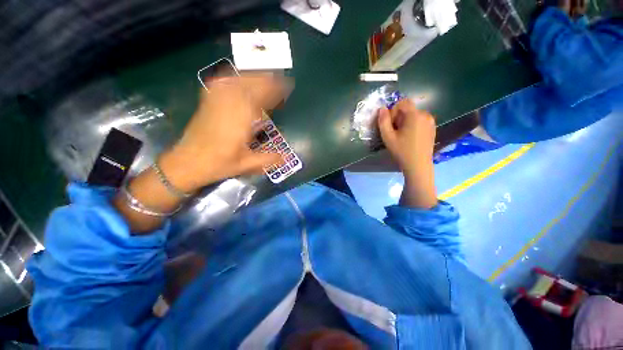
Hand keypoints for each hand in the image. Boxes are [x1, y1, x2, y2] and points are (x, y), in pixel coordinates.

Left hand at [115, 74, 290, 233]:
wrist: (187, 162)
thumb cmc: (219, 164)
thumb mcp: (247, 164)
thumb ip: (268, 159)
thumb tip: (286, 157)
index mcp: (241, 119)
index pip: (261, 96)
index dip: (275, 89)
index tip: (286, 87)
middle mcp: (229, 105)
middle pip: (250, 83)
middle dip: (266, 80)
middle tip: (279, 82)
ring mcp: (216, 100)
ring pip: (237, 80)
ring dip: (253, 77)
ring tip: (265, 79)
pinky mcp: (208, 101)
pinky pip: (222, 82)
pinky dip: (235, 78)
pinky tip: (240, 80)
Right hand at [377, 99, 437, 207]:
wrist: (418, 165)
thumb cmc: (401, 151)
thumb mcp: (388, 137)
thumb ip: (383, 121)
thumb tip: (381, 109)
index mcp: (415, 116)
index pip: (403, 102)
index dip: (393, 111)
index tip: (391, 125)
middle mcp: (425, 115)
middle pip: (408, 109)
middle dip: (398, 117)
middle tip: (395, 132)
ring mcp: (431, 121)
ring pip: (413, 114)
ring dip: (405, 121)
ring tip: (402, 136)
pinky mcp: (432, 127)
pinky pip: (419, 120)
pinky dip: (412, 125)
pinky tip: (410, 137)